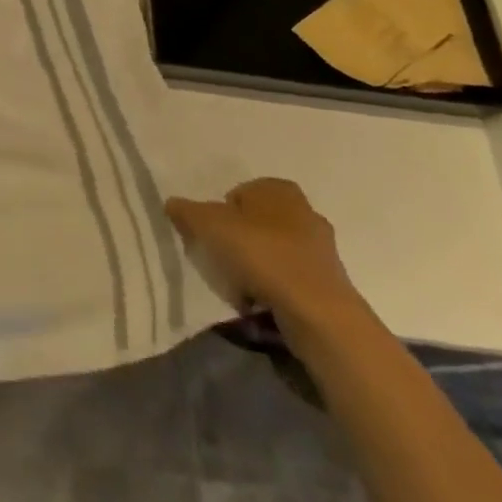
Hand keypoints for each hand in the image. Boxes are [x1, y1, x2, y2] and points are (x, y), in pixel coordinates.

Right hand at [166, 178, 360, 330]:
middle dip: (238, 241)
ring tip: (238, 287)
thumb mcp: (209, 225)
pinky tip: (260, 304)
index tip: (210, 237)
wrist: (317, 313)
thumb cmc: (261, 254)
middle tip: (221, 260)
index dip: (219, 214)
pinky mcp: (329, 283)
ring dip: (255, 268)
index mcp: (278, 189)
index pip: (238, 194)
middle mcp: (304, 211)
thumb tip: (172, 204)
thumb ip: (187, 211)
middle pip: (256, 224)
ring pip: (272, 253)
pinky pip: (289, 280)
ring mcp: (321, 249)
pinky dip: (273, 289)